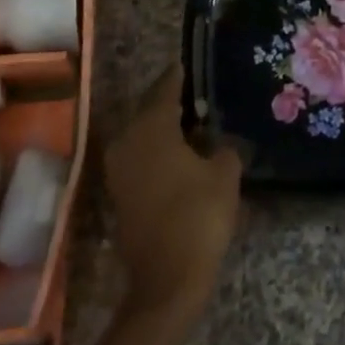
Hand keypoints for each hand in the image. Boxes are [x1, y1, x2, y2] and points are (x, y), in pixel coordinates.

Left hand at [104, 70, 241, 319]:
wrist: (167, 281)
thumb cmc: (198, 217)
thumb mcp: (225, 174)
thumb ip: (223, 147)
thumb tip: (217, 141)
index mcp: (151, 127)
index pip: (166, 88)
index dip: (181, 75)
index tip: (193, 63)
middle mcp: (128, 140)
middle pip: (151, 109)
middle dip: (174, 101)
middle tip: (201, 95)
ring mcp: (119, 169)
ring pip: (144, 134)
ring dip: (166, 128)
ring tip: (196, 124)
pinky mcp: (120, 193)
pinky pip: (141, 156)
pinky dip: (159, 150)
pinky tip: (183, 153)